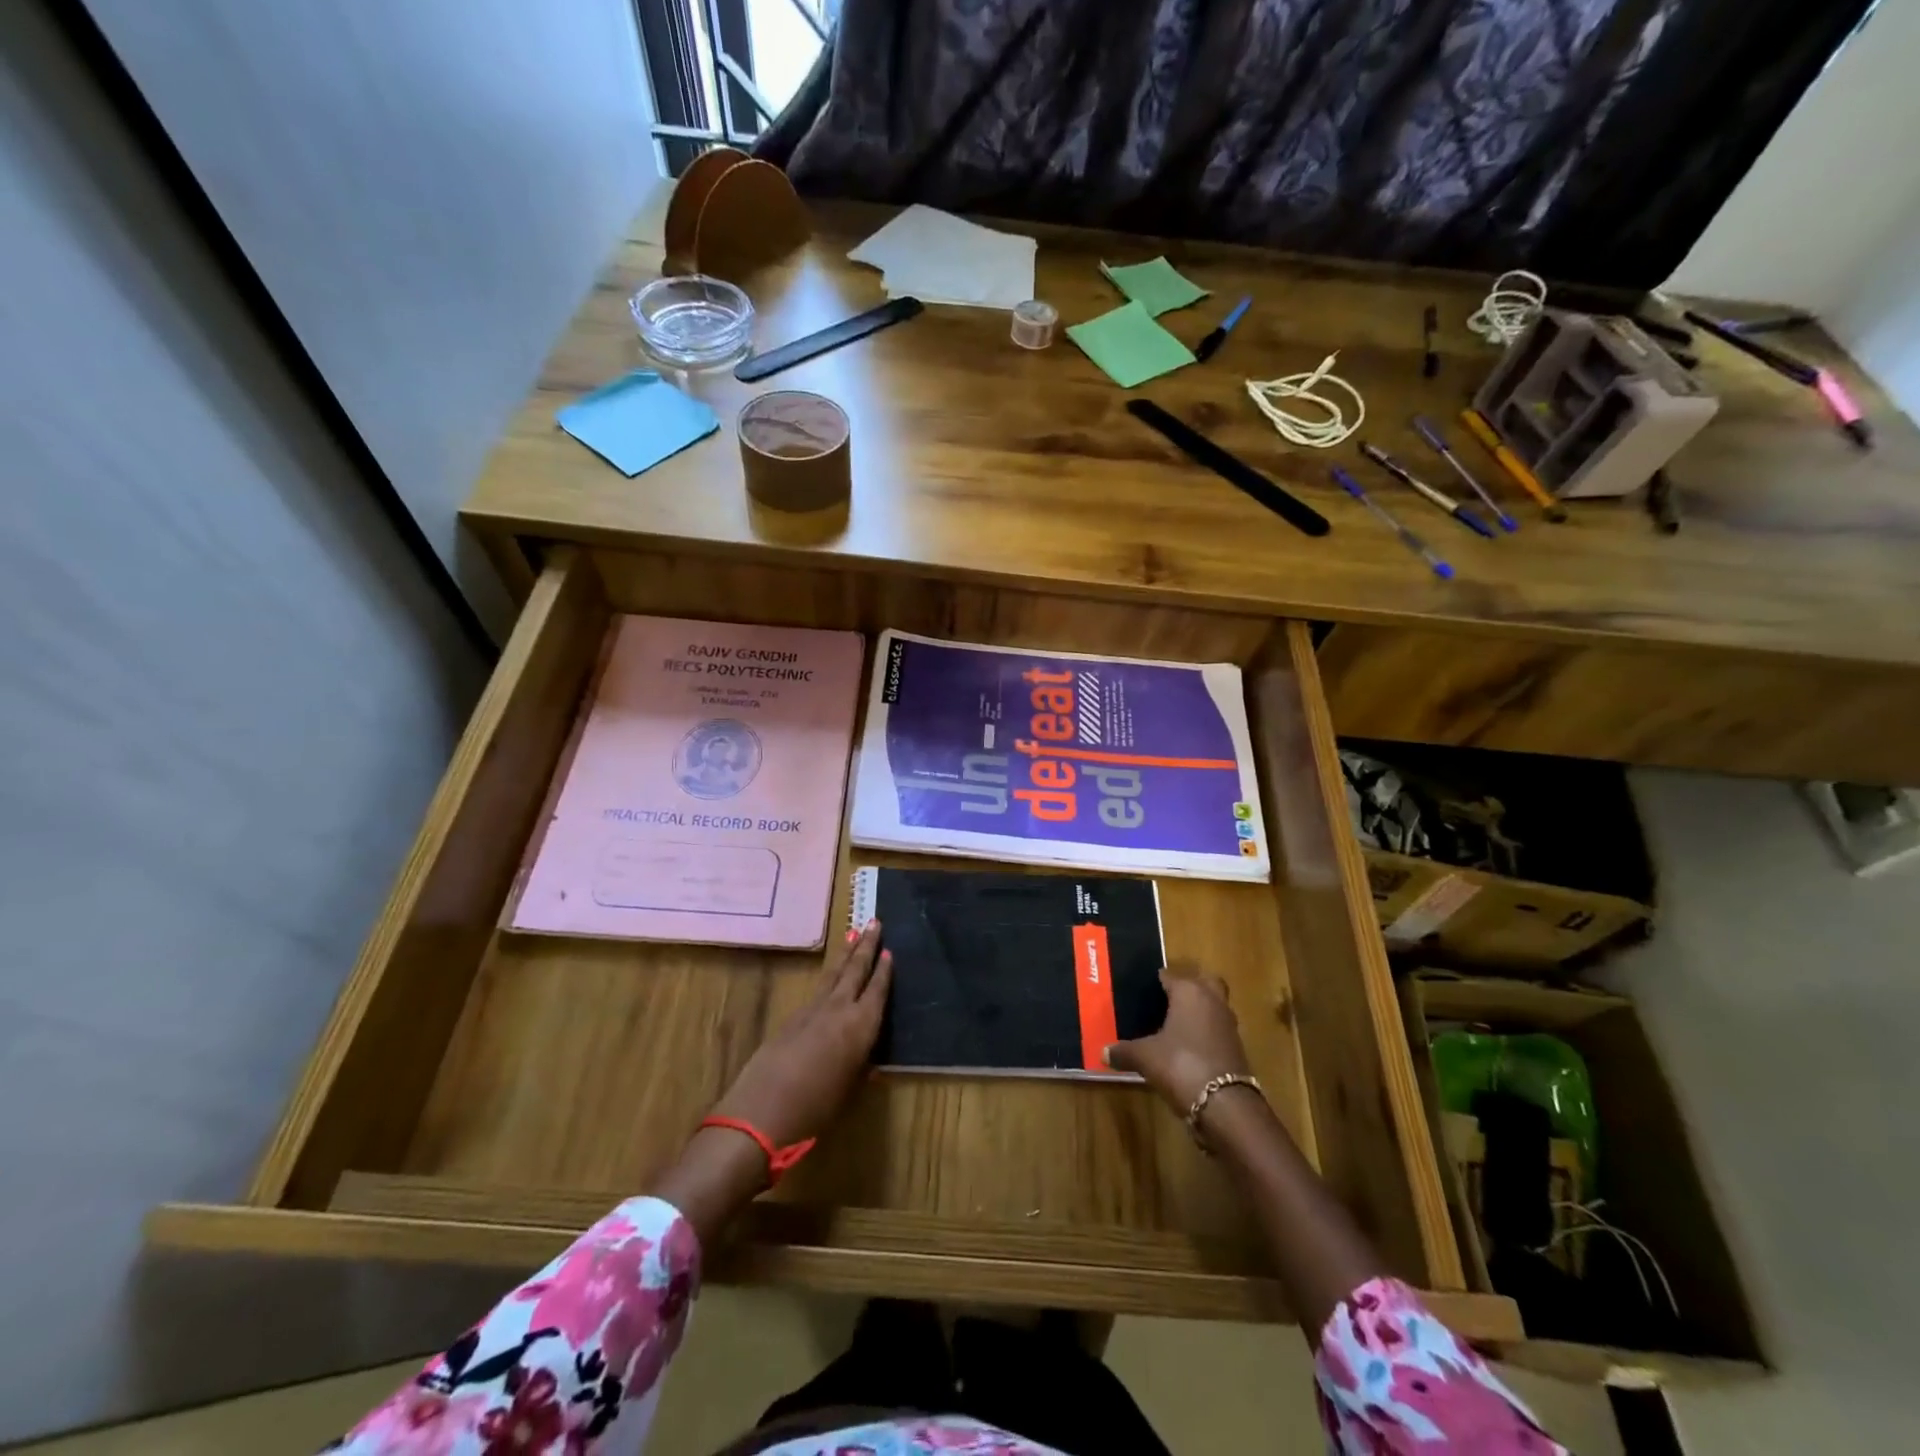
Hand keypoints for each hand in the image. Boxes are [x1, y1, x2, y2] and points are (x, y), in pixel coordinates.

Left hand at [710, 920, 892, 1148]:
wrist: (759, 1114)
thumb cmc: (814, 1110)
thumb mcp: (847, 1093)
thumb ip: (859, 1071)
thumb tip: (870, 1064)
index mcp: (860, 1026)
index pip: (877, 990)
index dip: (884, 970)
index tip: (890, 950)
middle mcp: (837, 1010)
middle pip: (854, 970)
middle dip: (866, 946)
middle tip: (874, 921)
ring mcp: (811, 1011)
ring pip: (833, 975)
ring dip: (845, 955)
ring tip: (853, 935)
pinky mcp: (791, 1019)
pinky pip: (817, 990)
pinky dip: (828, 977)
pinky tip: (830, 978)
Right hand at [1104, 967, 1251, 1115]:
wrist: (1225, 1105)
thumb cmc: (1181, 1065)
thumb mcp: (1145, 1057)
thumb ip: (1124, 1051)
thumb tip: (1103, 1052)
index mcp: (1189, 991)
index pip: (1169, 975)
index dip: (1154, 982)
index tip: (1140, 992)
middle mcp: (1212, 1000)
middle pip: (1202, 982)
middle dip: (1187, 987)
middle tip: (1164, 1001)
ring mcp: (1228, 1024)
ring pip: (1212, 1006)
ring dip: (1198, 1011)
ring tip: (1172, 1025)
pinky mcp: (1236, 1047)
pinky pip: (1216, 1029)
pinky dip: (1205, 1033)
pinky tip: (1186, 1048)